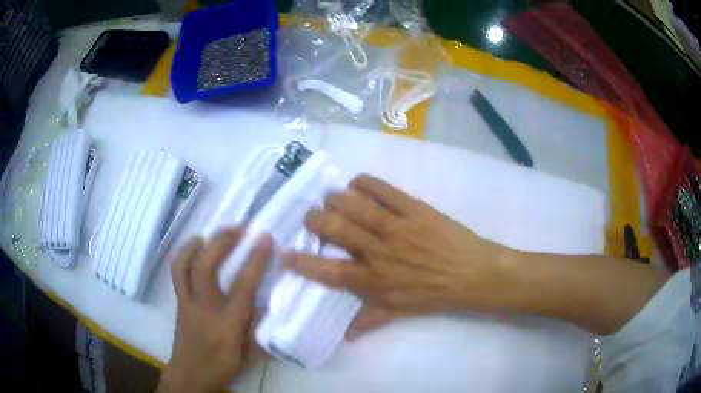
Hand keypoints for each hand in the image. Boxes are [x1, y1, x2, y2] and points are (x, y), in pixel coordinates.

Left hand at [158, 229, 272, 392]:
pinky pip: (177, 272)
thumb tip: (269, 304)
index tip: (265, 239)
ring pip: (184, 266)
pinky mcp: (178, 301)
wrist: (190, 374)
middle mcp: (204, 309)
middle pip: (205, 267)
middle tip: (237, 228)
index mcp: (227, 325)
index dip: (255, 261)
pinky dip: (184, 255)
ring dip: (197, 244)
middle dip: (221, 242)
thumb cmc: (222, 366)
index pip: (243, 287)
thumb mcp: (250, 354)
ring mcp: (186, 303)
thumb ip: (260, 329)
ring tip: (210, 233)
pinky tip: (193, 248)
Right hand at [284, 175, 511, 338]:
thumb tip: (345, 336)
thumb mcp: (400, 311)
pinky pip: (385, 191)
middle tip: (310, 216)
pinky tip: (357, 182)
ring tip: (330, 198)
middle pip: (337, 230)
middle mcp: (379, 252)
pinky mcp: (414, 209)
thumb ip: (370, 320)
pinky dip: (366, 183)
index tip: (285, 252)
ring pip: (356, 207)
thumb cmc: (434, 295)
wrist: (471, 273)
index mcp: (373, 280)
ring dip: (336, 199)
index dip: (303, 262)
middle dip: (315, 220)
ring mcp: (397, 227)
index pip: (329, 271)